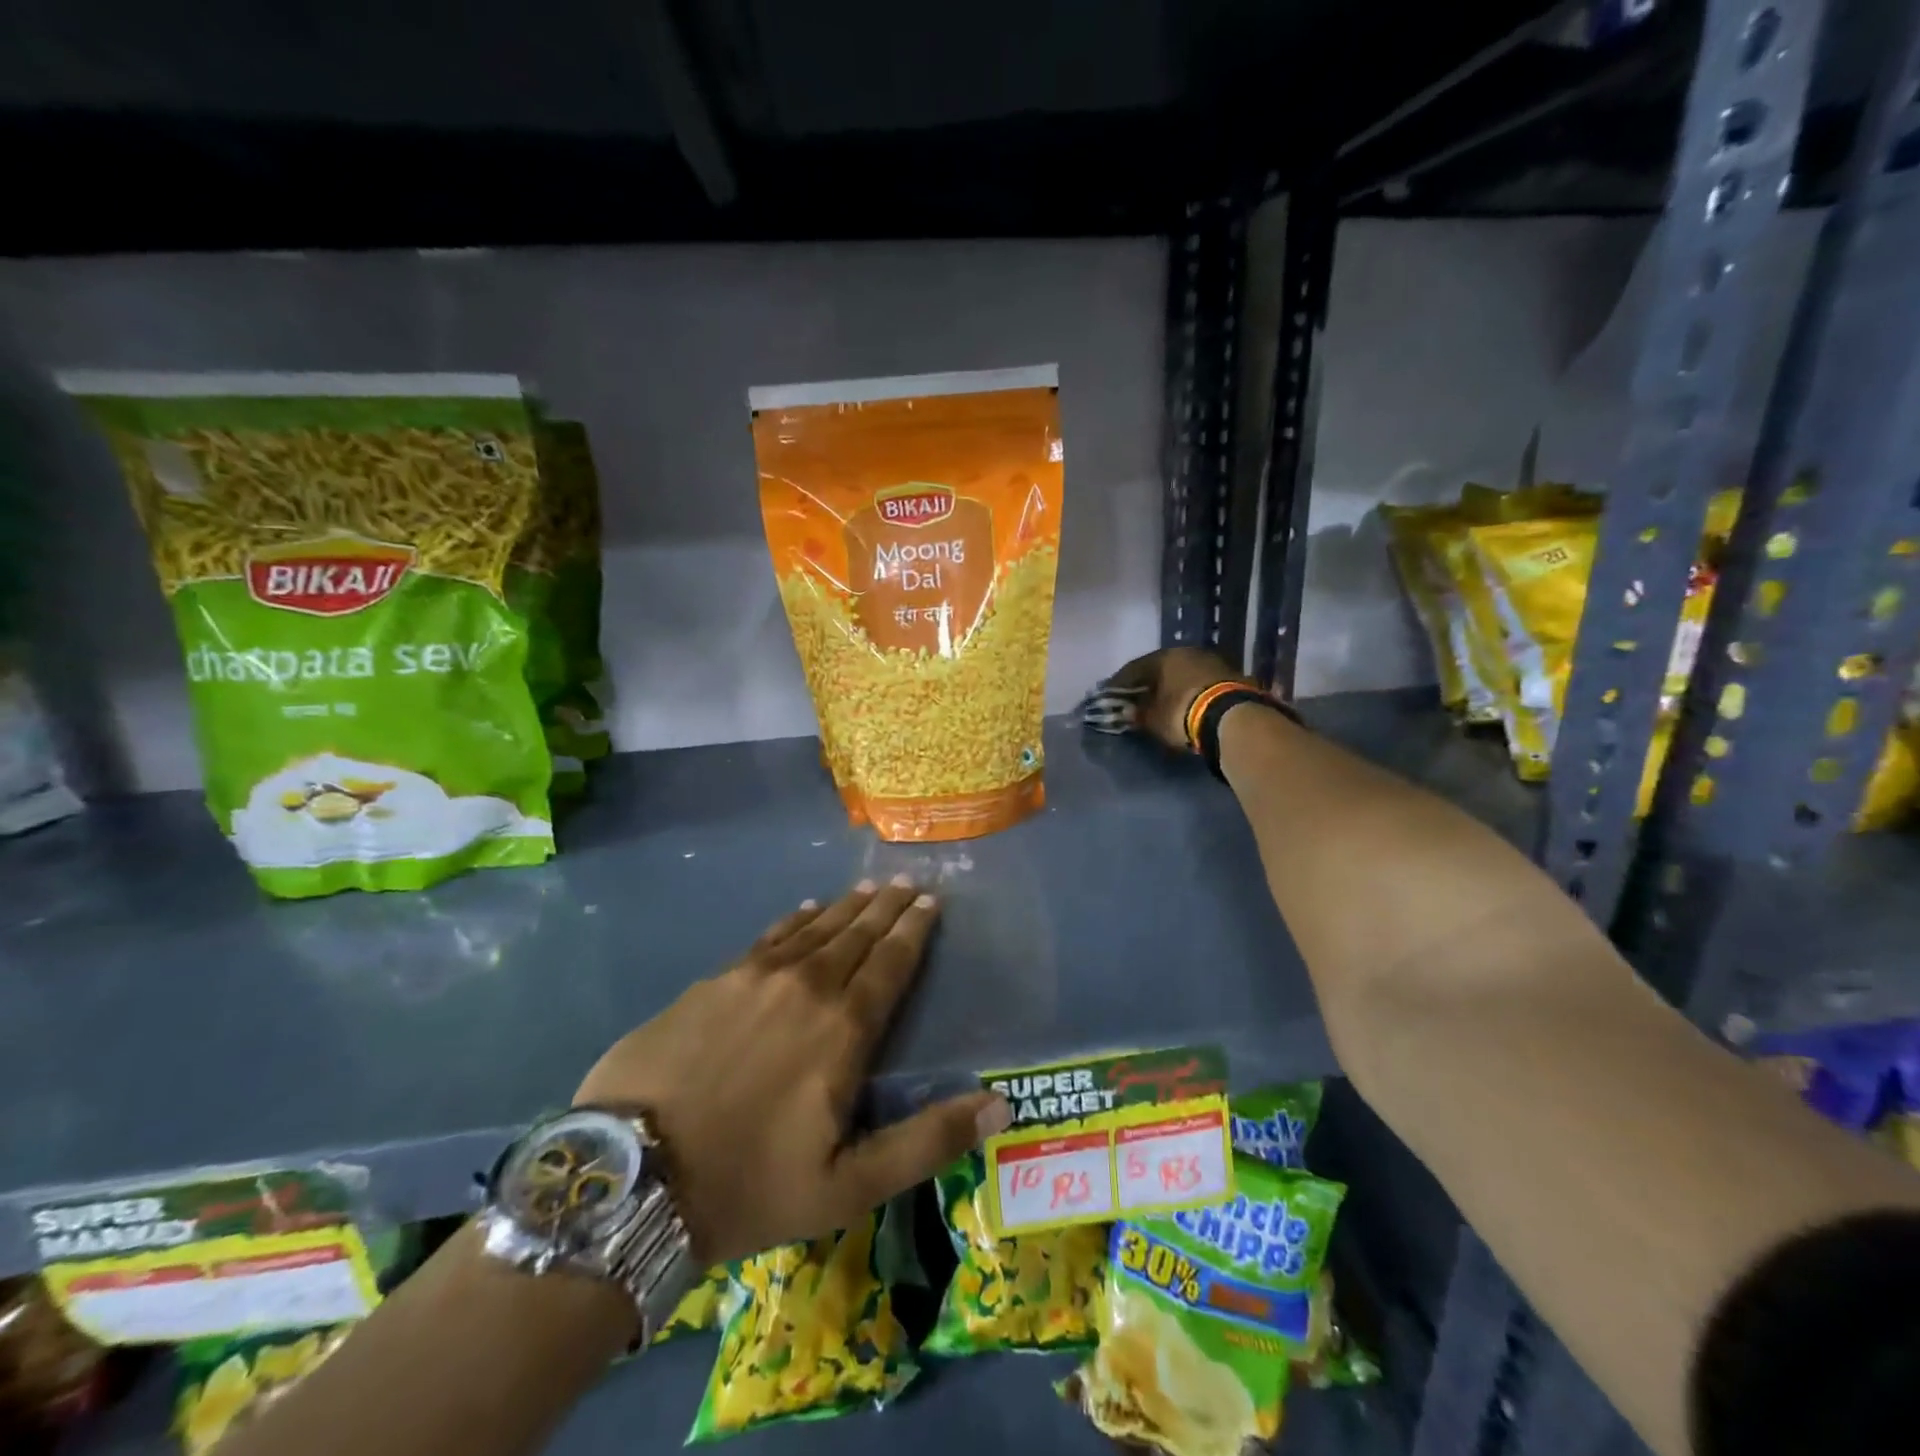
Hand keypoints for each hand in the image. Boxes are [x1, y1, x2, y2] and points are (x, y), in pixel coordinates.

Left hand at [573, 877, 1011, 1263]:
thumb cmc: (749, 1187)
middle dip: (886, 908)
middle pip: (856, 936)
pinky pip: (769, 937)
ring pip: (815, 929)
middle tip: (907, 883)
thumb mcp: (849, 1186)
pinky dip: (795, 919)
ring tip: (868, 888)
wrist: (628, 1179)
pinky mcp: (712, 981)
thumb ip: (927, 1141)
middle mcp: (806, 987)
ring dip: (846, 908)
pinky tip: (805, 908)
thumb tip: (1000, 1102)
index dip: (913, 931)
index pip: (891, 964)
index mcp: (843, 1029)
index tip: (930, 902)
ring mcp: (754, 978)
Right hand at [1104, 646, 1258, 751]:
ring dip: (1172, 687)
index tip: (1111, 696)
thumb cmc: (1182, 713)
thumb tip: (1128, 711)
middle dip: (1149, 684)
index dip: (1120, 684)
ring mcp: (1212, 661)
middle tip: (1138, 699)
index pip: (1134, 668)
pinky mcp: (1232, 676)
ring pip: (1183, 674)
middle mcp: (1187, 652)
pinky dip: (1191, 692)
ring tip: (1163, 703)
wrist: (1232, 718)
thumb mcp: (1153, 718)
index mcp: (1164, 656)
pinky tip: (1187, 705)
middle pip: (1161, 668)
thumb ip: (1138, 713)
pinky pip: (1201, 683)